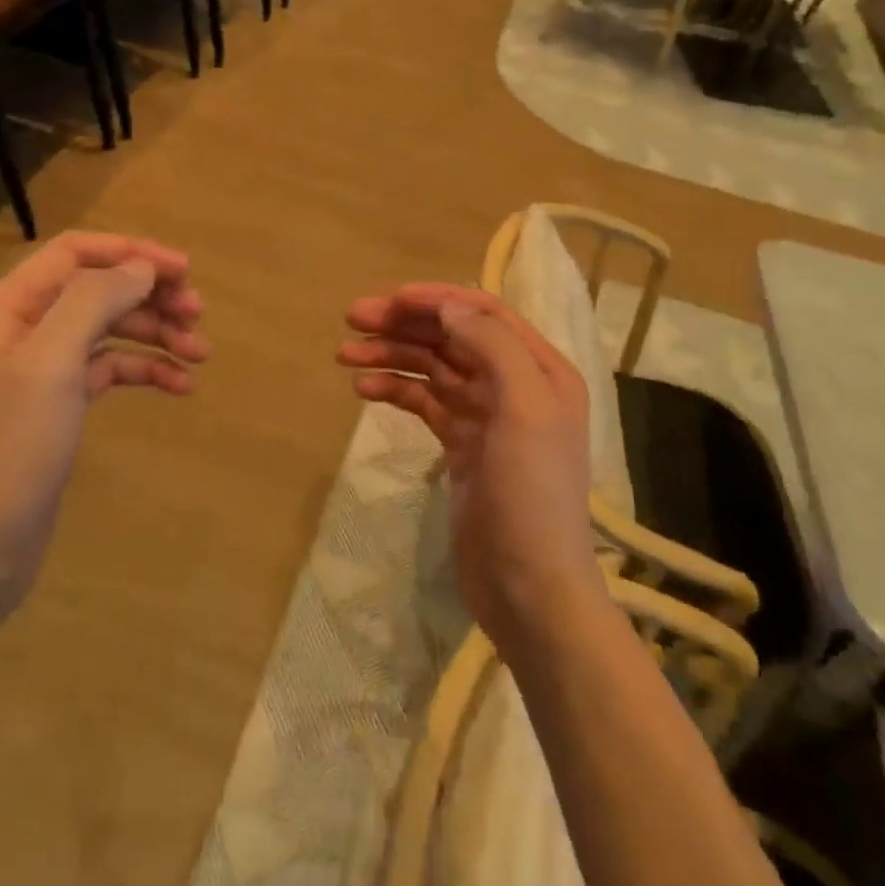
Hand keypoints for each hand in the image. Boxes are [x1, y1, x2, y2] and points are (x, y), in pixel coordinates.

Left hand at [0, 232, 208, 616]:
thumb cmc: (8, 451)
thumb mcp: (49, 364)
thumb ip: (94, 301)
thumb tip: (142, 267)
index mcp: (7, 309)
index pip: (75, 253)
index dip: (131, 252)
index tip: (183, 270)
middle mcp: (23, 329)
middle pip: (98, 290)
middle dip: (151, 296)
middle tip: (198, 314)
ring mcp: (42, 369)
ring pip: (110, 329)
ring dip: (157, 334)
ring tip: (201, 354)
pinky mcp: (60, 405)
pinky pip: (111, 369)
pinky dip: (146, 370)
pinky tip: (181, 386)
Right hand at [337, 285, 602, 651]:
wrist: (529, 587)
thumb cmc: (531, 492)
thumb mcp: (524, 409)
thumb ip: (491, 346)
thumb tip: (448, 307)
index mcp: (540, 368)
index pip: (483, 313)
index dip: (437, 299)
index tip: (390, 298)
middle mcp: (514, 383)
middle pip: (452, 336)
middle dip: (404, 323)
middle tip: (352, 318)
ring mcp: (485, 415)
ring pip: (432, 367)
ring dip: (391, 354)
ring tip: (344, 355)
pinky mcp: (460, 444)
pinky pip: (423, 402)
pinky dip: (395, 389)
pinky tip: (364, 389)